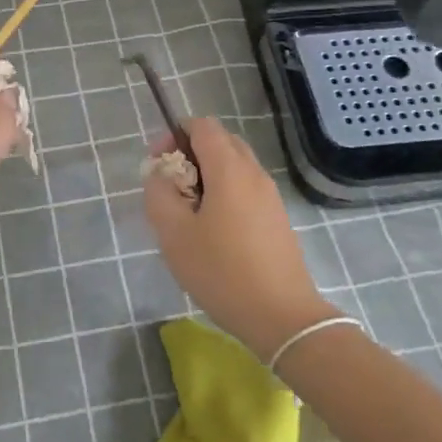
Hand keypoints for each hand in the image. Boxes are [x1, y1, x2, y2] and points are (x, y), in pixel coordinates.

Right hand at [142, 117, 338, 360]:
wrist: (282, 316)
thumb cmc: (222, 272)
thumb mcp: (174, 234)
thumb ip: (159, 194)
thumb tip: (160, 174)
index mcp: (229, 168)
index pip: (202, 125)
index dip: (175, 134)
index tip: (158, 164)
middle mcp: (253, 172)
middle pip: (220, 141)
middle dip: (191, 153)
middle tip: (171, 186)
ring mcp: (270, 195)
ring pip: (234, 165)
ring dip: (208, 174)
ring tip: (189, 211)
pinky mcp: (277, 217)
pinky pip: (246, 187)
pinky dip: (225, 192)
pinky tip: (213, 230)